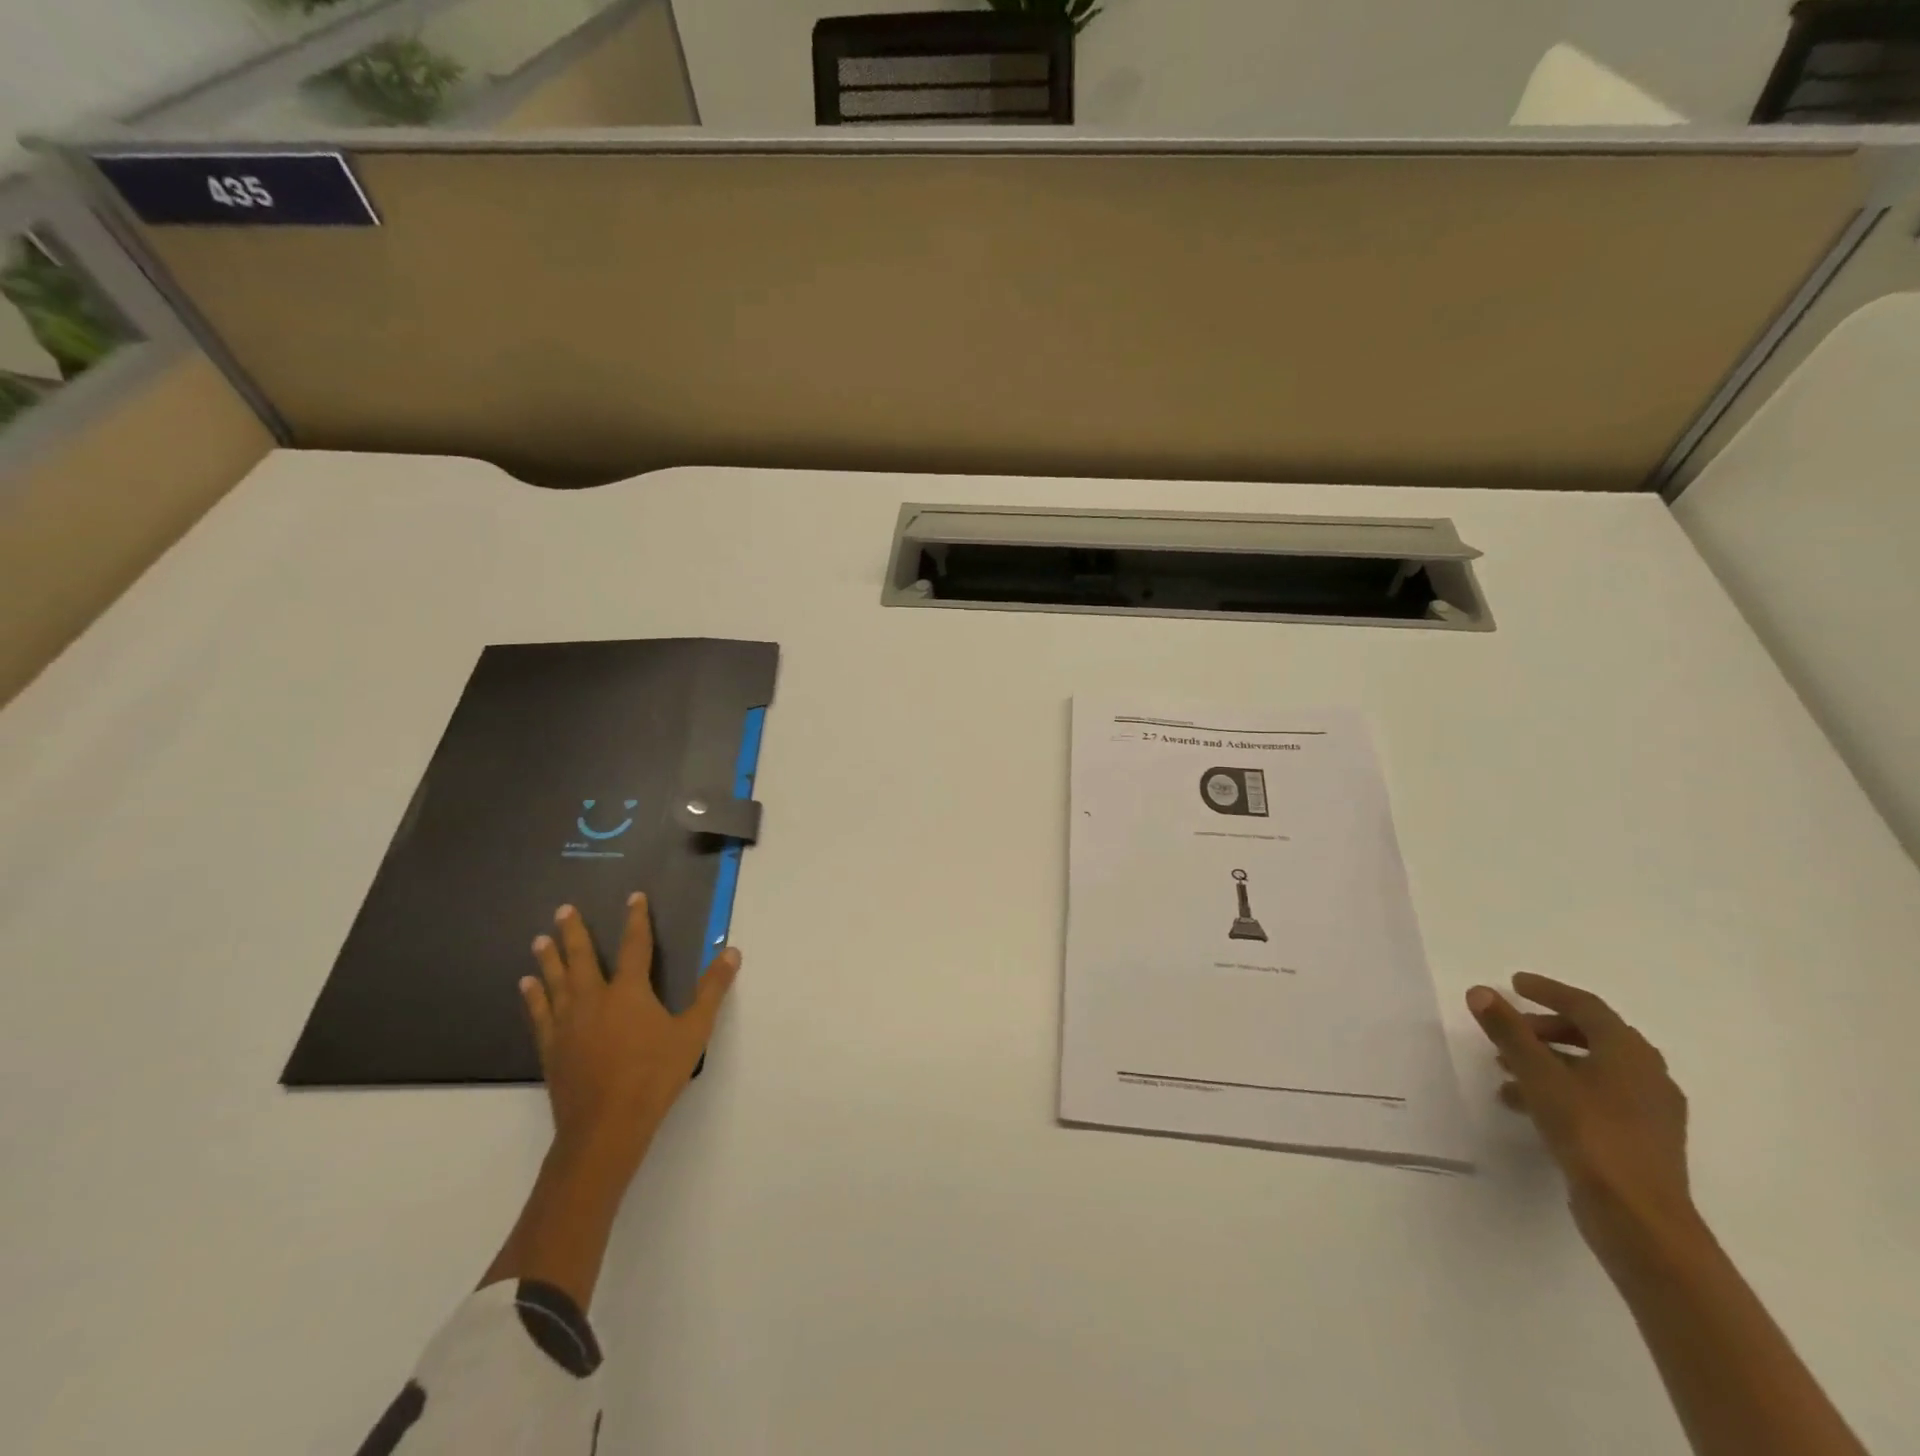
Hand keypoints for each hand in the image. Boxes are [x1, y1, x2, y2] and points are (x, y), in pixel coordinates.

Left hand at [522, 892, 740, 1182]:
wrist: (606, 1126)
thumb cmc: (654, 1075)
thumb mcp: (694, 1031)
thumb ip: (712, 990)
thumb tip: (732, 952)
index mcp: (629, 992)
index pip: (634, 945)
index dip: (636, 919)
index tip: (633, 897)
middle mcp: (594, 999)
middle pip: (581, 958)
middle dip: (573, 932)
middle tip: (562, 910)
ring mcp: (568, 1024)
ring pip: (555, 982)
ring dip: (548, 959)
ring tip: (538, 940)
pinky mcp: (552, 1048)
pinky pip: (539, 1014)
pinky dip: (533, 997)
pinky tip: (526, 986)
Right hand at [1467, 973, 1698, 1269]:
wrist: (1640, 1219)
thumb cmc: (1590, 1133)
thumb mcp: (1538, 1075)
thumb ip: (1508, 1031)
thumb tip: (1480, 991)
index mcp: (1630, 1052)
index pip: (1586, 1006)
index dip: (1548, 991)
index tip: (1513, 983)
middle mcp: (1647, 1075)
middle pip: (1591, 1036)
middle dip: (1543, 1029)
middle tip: (1506, 1029)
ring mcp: (1649, 1111)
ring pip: (1591, 1069)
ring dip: (1547, 1061)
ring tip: (1504, 1070)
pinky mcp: (1640, 1140)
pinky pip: (1595, 1098)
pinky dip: (1560, 1090)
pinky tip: (1526, 1105)